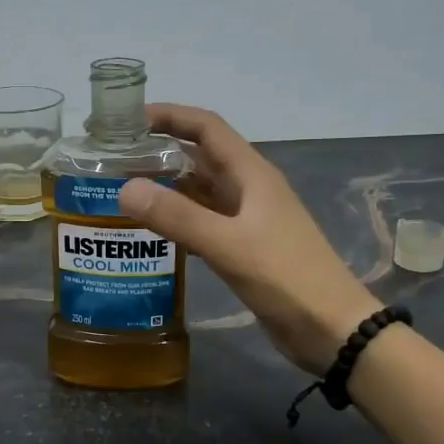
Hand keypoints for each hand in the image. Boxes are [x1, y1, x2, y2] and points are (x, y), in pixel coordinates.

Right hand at [117, 106, 380, 372]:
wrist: (330, 327)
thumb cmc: (285, 277)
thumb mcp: (227, 244)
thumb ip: (177, 216)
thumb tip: (124, 189)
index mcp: (251, 174)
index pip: (206, 128)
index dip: (170, 116)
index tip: (127, 121)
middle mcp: (249, 188)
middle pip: (200, 156)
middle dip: (160, 151)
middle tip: (114, 159)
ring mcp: (248, 219)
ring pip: (201, 190)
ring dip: (167, 185)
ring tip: (123, 190)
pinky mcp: (245, 247)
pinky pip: (204, 221)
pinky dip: (178, 218)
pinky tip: (152, 229)